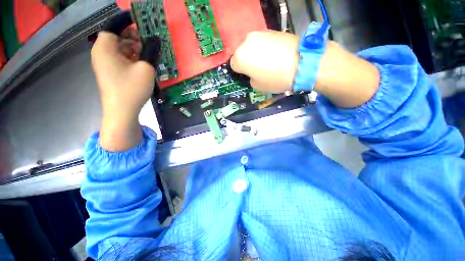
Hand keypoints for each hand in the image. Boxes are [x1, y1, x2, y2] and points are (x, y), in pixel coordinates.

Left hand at [91, 11, 160, 150]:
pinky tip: (141, 63)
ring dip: (132, 47)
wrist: (122, 111)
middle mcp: (101, 52)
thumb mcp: (146, 68)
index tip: (139, 19)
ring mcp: (104, 63)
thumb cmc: (132, 88)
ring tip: (147, 52)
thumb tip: (156, 40)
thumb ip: (151, 51)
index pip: (113, 26)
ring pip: (118, 48)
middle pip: (116, 36)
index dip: (126, 21)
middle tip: (147, 39)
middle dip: (131, 35)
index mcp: (105, 47)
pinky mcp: (109, 72)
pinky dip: (129, 57)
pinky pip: (119, 58)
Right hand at [231, 30, 379, 107]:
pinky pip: (262, 42)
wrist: (302, 62)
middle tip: (257, 69)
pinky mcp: (270, 30)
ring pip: (251, 47)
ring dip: (255, 54)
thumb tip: (251, 72)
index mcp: (240, 57)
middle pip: (242, 54)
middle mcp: (246, 42)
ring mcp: (259, 34)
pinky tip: (274, 54)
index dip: (241, 72)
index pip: (233, 66)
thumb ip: (250, 78)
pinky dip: (264, 48)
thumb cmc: (276, 78)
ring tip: (268, 62)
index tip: (248, 76)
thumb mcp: (258, 86)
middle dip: (247, 62)